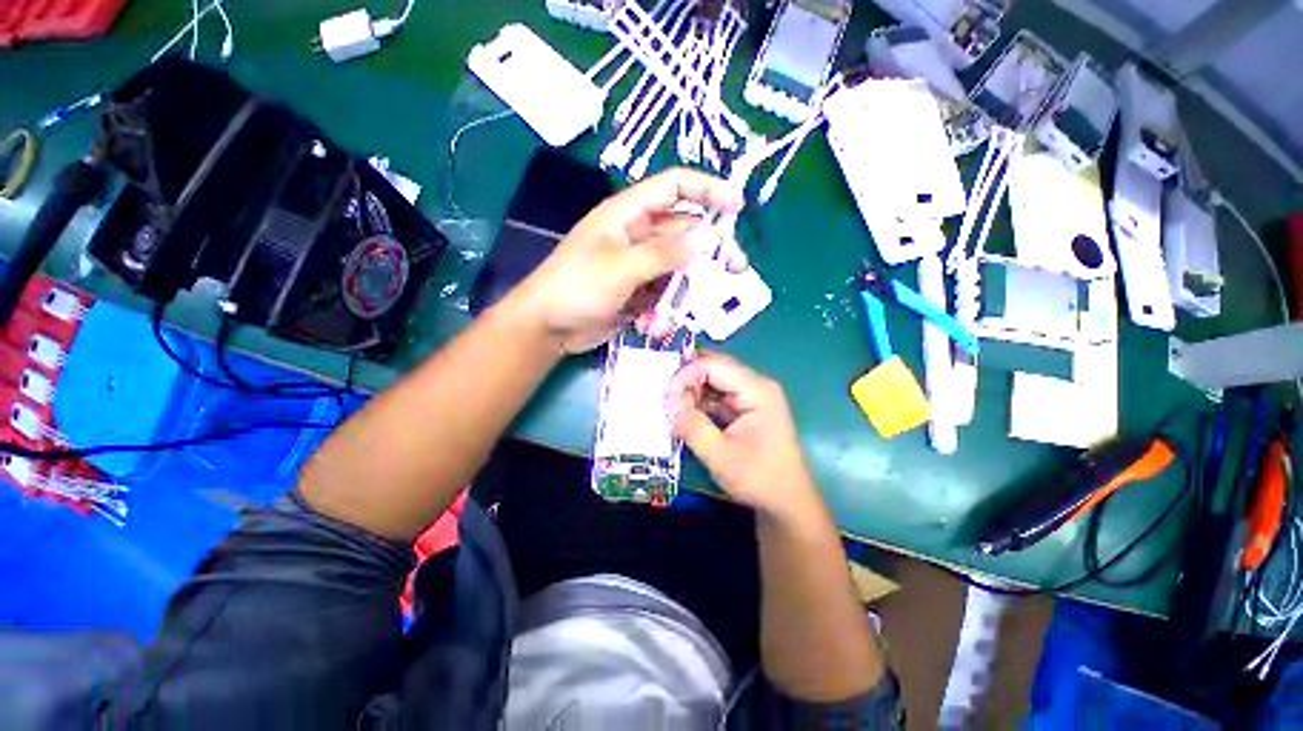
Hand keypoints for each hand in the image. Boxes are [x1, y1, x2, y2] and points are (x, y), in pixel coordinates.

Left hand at [510, 168, 743, 353]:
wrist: (549, 328)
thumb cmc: (575, 288)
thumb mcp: (618, 268)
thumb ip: (661, 255)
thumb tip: (702, 243)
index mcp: (628, 215)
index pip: (673, 188)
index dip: (707, 190)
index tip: (737, 205)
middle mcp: (637, 236)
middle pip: (685, 232)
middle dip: (710, 250)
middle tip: (736, 268)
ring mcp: (640, 266)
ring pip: (679, 268)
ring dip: (689, 287)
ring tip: (700, 305)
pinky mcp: (639, 291)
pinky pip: (665, 293)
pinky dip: (668, 307)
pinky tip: (657, 324)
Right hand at [667, 351, 824, 523]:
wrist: (786, 501)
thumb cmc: (759, 478)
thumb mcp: (720, 455)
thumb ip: (692, 426)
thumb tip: (667, 403)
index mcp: (756, 390)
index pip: (713, 365)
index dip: (686, 374)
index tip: (665, 396)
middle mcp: (755, 385)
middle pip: (714, 367)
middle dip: (687, 380)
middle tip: (665, 399)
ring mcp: (751, 395)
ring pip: (713, 380)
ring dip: (691, 391)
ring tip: (672, 408)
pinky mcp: (745, 407)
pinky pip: (717, 395)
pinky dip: (700, 402)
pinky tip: (685, 414)